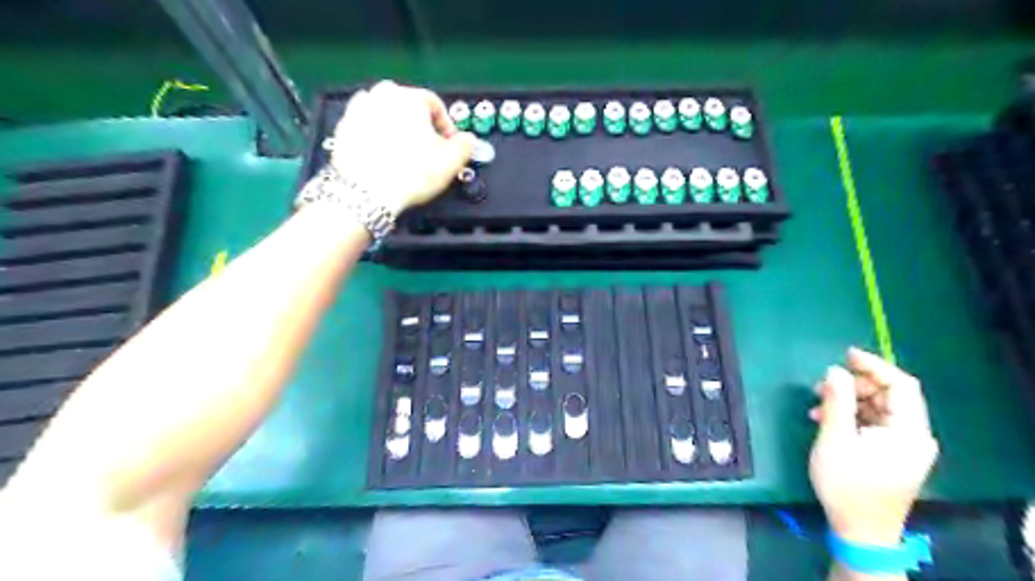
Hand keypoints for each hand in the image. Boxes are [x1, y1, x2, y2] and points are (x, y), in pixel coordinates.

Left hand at [329, 79, 474, 214]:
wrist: (366, 194)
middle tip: (427, 149)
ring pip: (385, 114)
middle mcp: (382, 96)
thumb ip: (465, 146)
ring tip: (404, 153)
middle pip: (408, 106)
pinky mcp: (343, 128)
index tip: (449, 143)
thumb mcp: (451, 162)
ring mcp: (359, 110)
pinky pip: (367, 127)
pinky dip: (376, 137)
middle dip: (420, 125)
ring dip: (396, 128)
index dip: (447, 126)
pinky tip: (384, 156)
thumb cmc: (409, 175)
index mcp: (410, 98)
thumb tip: (467, 141)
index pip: (436, 104)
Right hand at [807, 350, 938, 544]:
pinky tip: (826, 419)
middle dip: (854, 385)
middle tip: (822, 386)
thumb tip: (835, 370)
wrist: (860, 532)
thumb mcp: (835, 440)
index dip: (875, 366)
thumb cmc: (847, 486)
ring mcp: (904, 446)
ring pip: (879, 408)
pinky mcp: (892, 454)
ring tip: (817, 404)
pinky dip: (851, 416)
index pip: (901, 385)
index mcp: (909, 432)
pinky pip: (874, 423)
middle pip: (889, 395)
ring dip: (848, 401)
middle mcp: (914, 436)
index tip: (845, 354)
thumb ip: (837, 402)